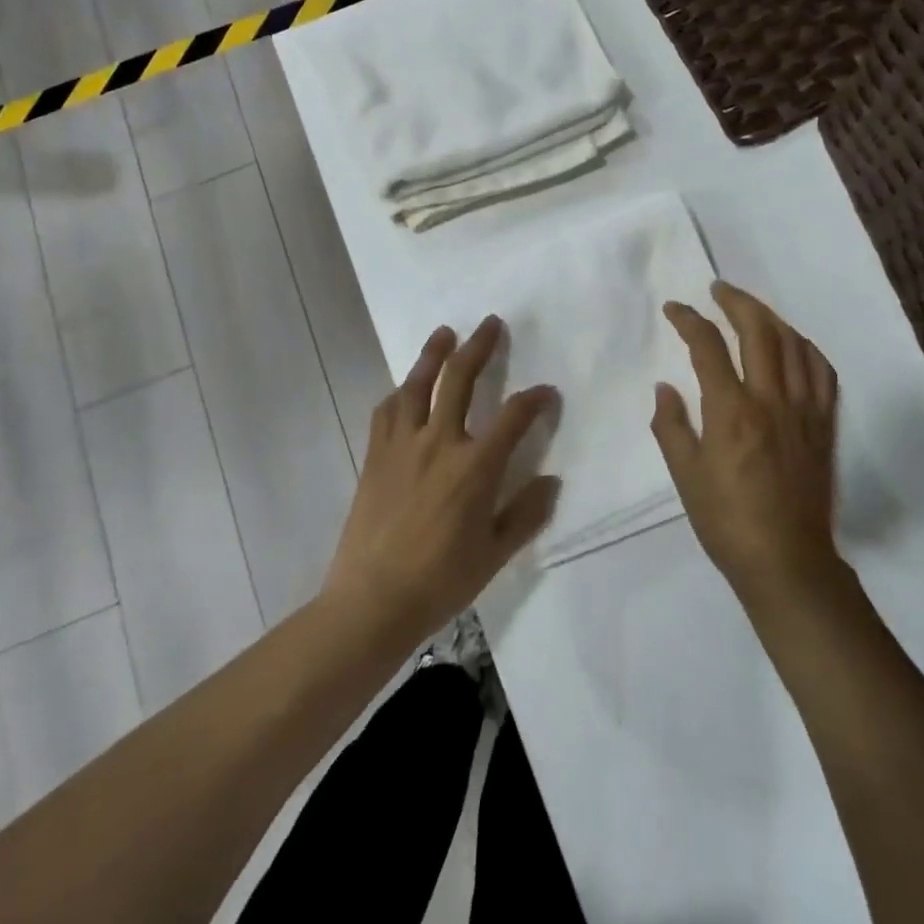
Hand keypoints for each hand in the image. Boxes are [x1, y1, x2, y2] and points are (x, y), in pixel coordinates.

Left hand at [322, 317, 560, 648]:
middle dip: (480, 347)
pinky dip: (400, 393)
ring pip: (418, 384)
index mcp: (476, 467)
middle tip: (491, 323)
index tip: (547, 393)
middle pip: (461, 379)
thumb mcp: (495, 554)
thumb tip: (551, 481)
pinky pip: (387, 411)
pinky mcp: (376, 455)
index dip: (536, 399)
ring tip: (445, 333)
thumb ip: (526, 513)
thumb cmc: (441, 580)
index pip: (514, 417)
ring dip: (434, 354)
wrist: (372, 599)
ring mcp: (403, 445)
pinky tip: (405, 388)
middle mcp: (440, 442)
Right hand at [652, 282, 841, 603]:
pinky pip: (822, 371)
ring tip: (751, 310)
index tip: (675, 308)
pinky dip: (805, 348)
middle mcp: (771, 399)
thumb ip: (671, 426)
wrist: (788, 562)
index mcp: (731, 411)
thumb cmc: (727, 522)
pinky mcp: (824, 424)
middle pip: (759, 330)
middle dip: (736, 301)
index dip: (689, 320)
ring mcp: (804, 410)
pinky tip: (793, 345)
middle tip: (718, 289)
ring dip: (771, 317)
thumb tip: (666, 388)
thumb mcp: (685, 476)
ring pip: (794, 344)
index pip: (708, 346)